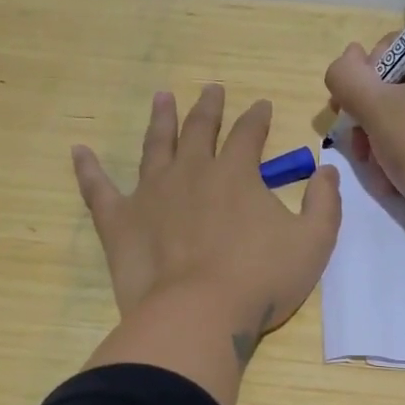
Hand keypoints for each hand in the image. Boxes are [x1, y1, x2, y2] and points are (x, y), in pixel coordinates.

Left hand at [73, 85, 341, 395]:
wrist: (198, 315)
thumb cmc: (261, 280)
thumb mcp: (314, 242)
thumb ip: (324, 203)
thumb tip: (326, 171)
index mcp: (236, 175)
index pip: (248, 135)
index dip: (256, 118)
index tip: (260, 105)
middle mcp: (191, 173)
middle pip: (200, 129)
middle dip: (208, 108)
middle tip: (211, 89)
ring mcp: (151, 194)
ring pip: (155, 147)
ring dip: (160, 120)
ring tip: (162, 98)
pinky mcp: (120, 222)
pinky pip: (98, 189)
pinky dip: (88, 169)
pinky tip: (78, 151)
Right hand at [323, 32, 404, 242]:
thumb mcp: (373, 108)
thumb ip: (346, 76)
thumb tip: (347, 59)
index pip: (390, 49)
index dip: (362, 83)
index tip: (349, 117)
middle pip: (402, 82)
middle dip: (373, 117)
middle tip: (360, 150)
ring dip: (387, 136)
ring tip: (377, 169)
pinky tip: (398, 174)